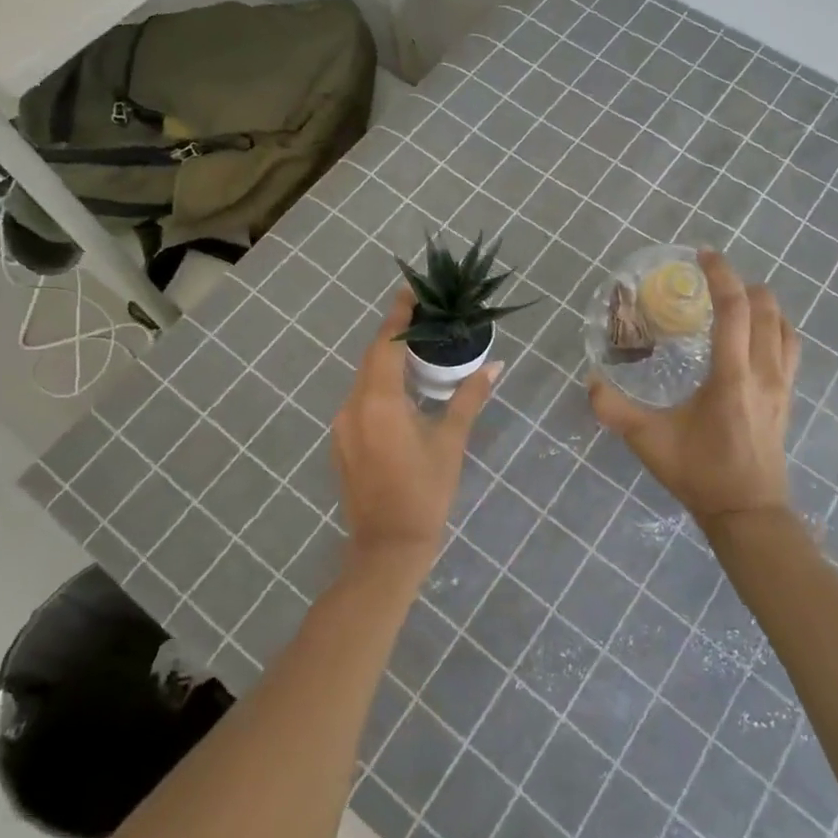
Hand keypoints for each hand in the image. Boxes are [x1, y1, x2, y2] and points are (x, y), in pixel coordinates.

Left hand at [331, 288, 500, 574]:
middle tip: (424, 316)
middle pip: (372, 356)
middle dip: (395, 333)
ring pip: (364, 378)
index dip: (399, 314)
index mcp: (378, 401)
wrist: (387, 548)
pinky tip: (403, 389)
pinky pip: (360, 399)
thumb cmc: (425, 492)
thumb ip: (469, 398)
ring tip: (419, 348)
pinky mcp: (341, 441)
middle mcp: (352, 406)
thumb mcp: (450, 441)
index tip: (413, 290)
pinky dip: (379, 384)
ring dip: (387, 359)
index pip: (385, 343)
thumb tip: (495, 366)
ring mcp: (342, 425)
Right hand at [589, 250, 799, 533]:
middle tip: (712, 280)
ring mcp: (783, 384)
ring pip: (784, 325)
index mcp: (732, 376)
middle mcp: (764, 372)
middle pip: (767, 308)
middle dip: (741, 283)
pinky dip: (775, 326)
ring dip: (763, 304)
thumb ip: (614, 409)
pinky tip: (755, 334)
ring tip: (735, 301)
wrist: (748, 513)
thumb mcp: (648, 441)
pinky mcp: (788, 397)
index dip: (721, 275)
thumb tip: (590, 382)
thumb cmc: (699, 473)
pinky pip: (790, 346)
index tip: (703, 255)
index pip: (735, 309)